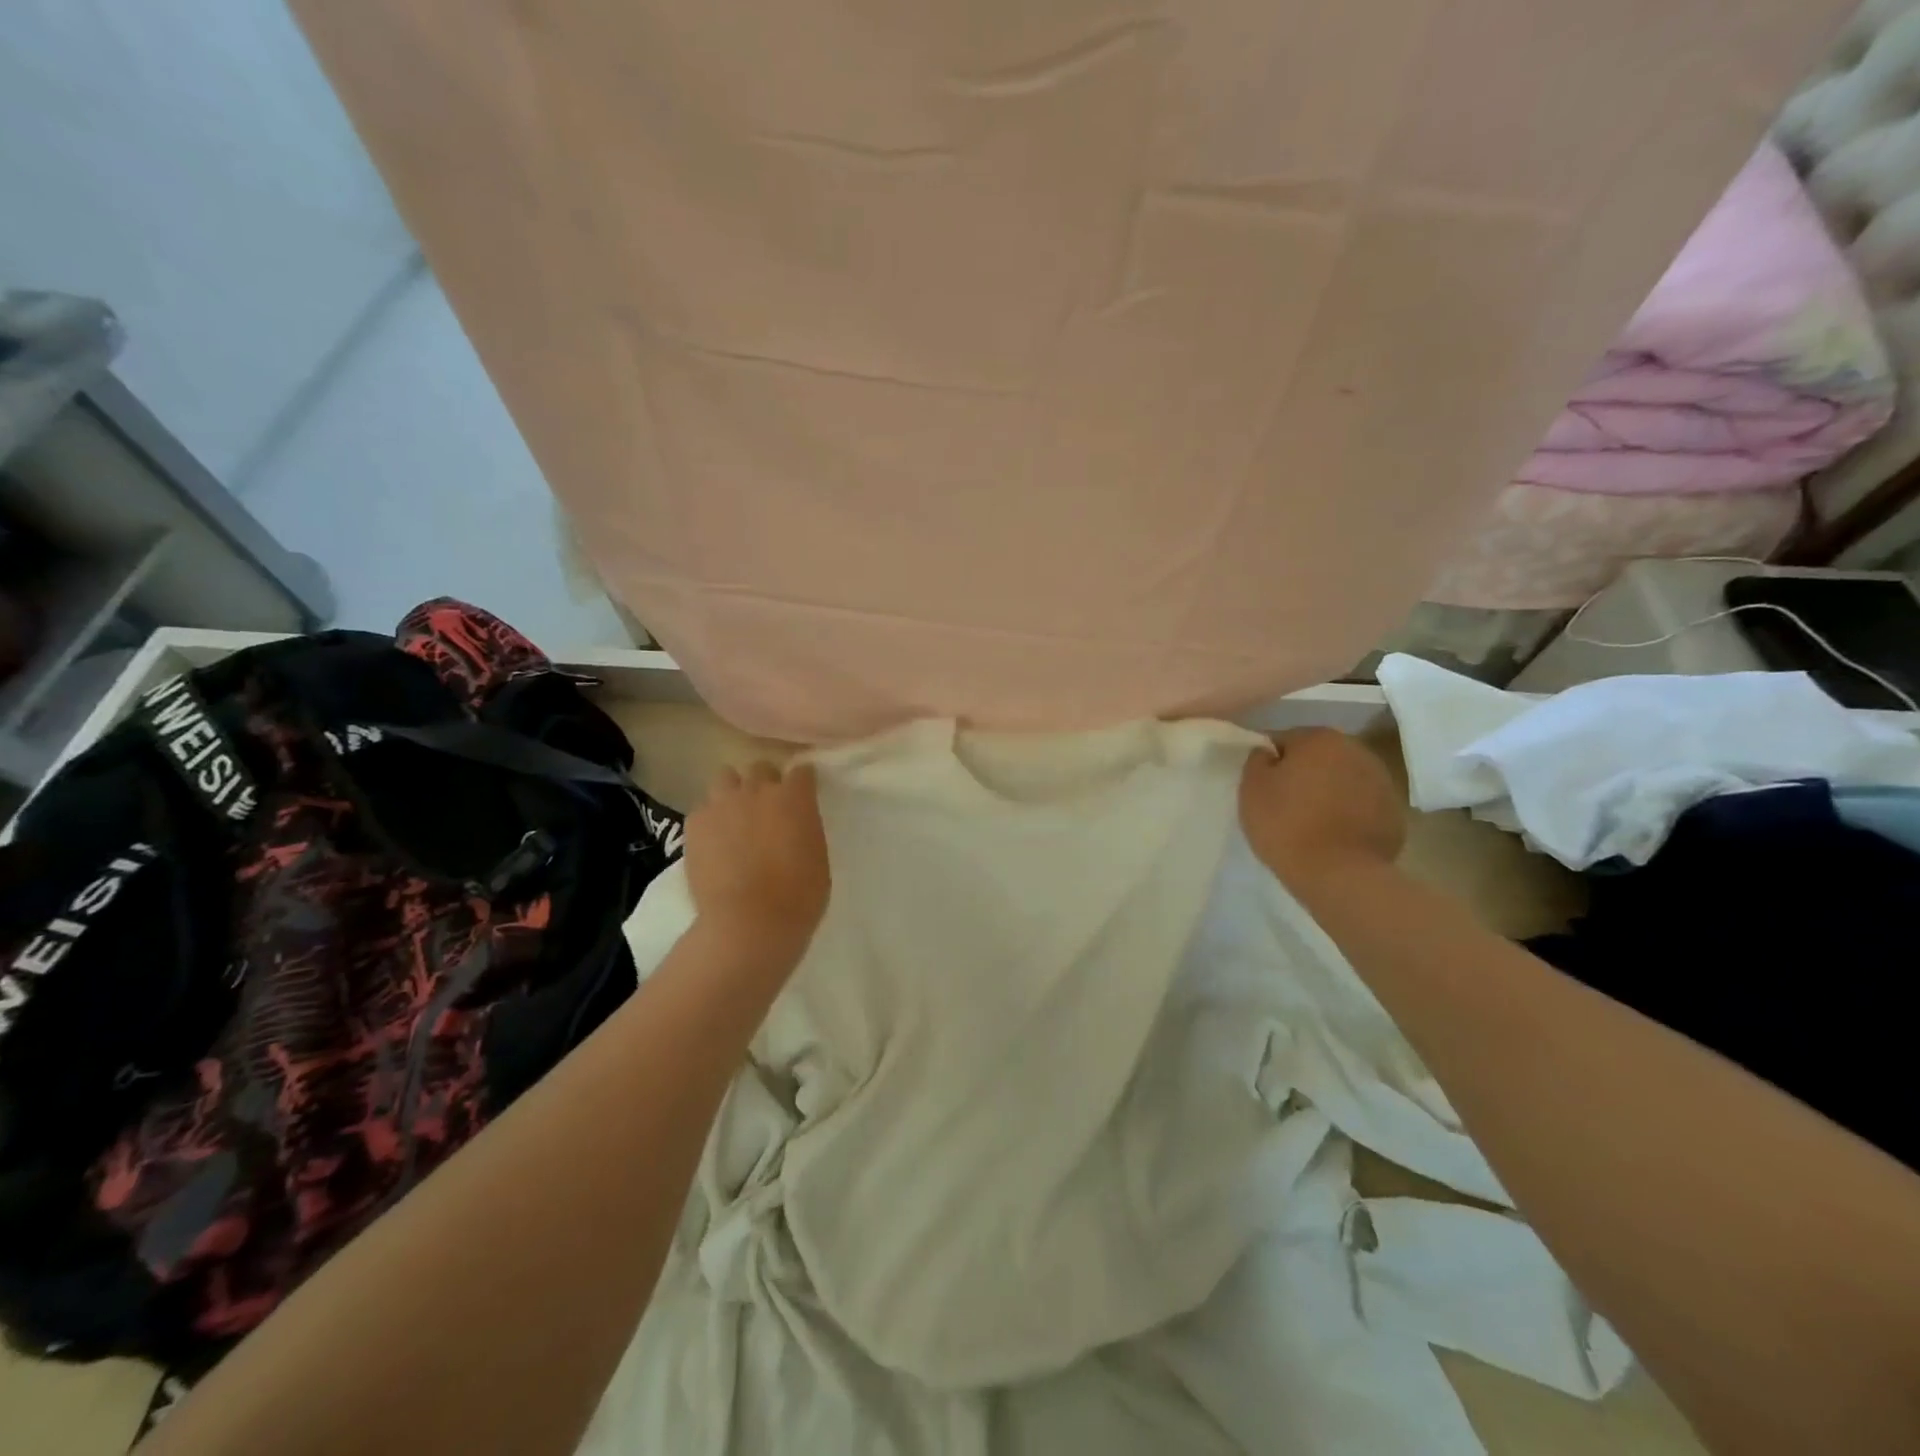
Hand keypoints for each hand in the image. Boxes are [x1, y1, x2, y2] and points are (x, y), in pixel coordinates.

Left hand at [684, 761, 830, 958]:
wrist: (749, 922)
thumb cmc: (798, 896)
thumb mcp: (817, 856)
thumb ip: (804, 829)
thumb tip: (793, 826)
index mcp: (795, 797)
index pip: (802, 772)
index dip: (802, 783)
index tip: (802, 797)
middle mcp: (759, 789)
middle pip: (761, 768)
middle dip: (765, 782)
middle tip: (766, 809)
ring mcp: (723, 803)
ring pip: (726, 777)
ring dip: (733, 791)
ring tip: (734, 817)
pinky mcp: (695, 823)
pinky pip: (703, 808)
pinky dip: (710, 819)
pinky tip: (713, 841)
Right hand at [1238, 729, 1404, 887]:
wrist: (1339, 875)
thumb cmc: (1287, 825)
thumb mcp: (1251, 788)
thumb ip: (1257, 760)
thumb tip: (1268, 753)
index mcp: (1320, 739)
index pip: (1285, 740)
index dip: (1270, 763)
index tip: (1263, 787)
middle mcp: (1356, 750)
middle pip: (1319, 757)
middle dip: (1303, 774)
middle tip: (1284, 804)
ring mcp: (1382, 781)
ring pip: (1343, 780)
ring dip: (1328, 792)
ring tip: (1310, 823)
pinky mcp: (1394, 813)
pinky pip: (1361, 806)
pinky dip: (1349, 814)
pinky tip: (1334, 836)